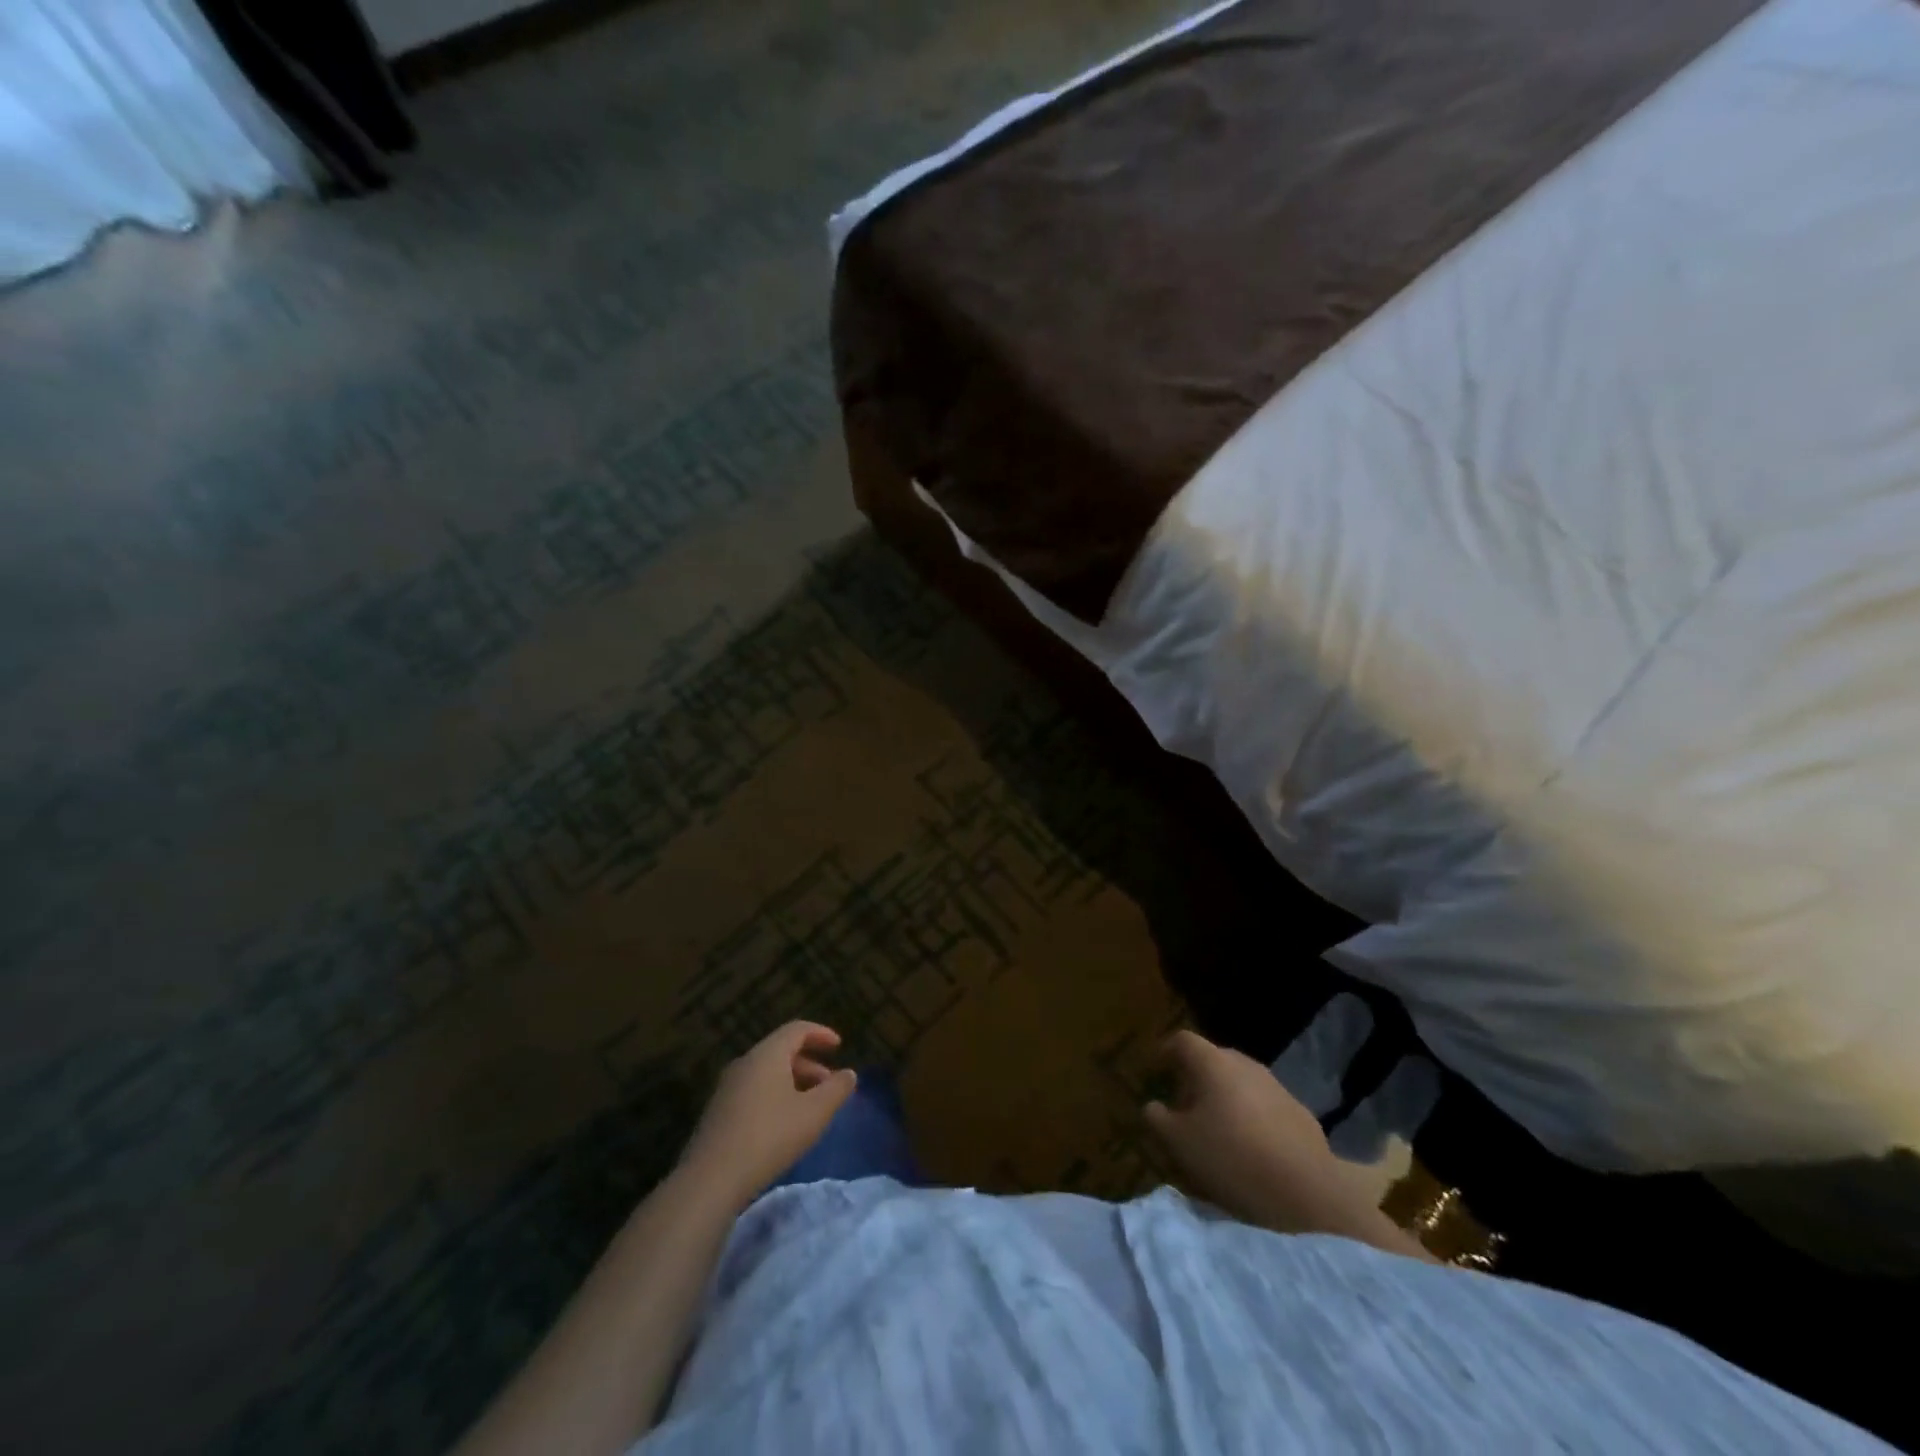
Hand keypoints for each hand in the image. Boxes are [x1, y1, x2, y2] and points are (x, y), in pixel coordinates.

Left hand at [678, 1022, 856, 1211]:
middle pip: (781, 1051)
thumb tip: (849, 1074)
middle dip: (809, 1064)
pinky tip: (783, 1124)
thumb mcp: (813, 1114)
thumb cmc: (769, 1137)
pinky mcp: (718, 1112)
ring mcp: (727, 1088)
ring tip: (810, 1107)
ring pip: (767, 1073)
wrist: (710, 1180)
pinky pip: (753, 1091)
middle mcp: (745, 1063)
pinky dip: (775, 1096)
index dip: (820, 1034)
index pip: (797, 1030)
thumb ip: (836, 1090)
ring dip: (793, 1082)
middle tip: (829, 1084)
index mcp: (767, 1055)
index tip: (839, 1045)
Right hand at [1144, 1029, 1364, 1235]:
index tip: (1156, 1068)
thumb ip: (1158, 1119)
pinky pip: (1263, 1104)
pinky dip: (1249, 1115)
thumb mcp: (1179, 1143)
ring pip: (1240, 1082)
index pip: (1183, 1041)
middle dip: (1195, 1077)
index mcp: (1213, 1063)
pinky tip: (1249, 1145)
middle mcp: (1244, 1064)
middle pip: (1213, 1059)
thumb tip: (1152, 1106)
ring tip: (1215, 1127)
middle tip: (1183, 1104)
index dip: (1166, 1051)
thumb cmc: (1232, 1157)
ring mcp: (1275, 1086)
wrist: (1308, 1190)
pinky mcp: (1299, 1112)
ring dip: (1224, 1096)